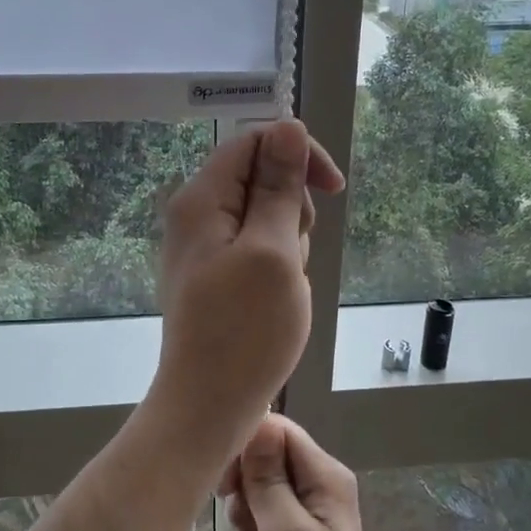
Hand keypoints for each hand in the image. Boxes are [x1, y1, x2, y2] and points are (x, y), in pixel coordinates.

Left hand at [151, 120, 343, 456]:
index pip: (254, 142)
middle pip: (261, 179)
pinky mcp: (217, 275)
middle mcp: (197, 215)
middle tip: (290, 256)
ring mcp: (205, 248)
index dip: (298, 154)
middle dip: (292, 210)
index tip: (333, 189)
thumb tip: (287, 125)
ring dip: (288, 244)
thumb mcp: (273, 250)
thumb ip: (279, 186)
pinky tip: (277, 299)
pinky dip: (278, 268)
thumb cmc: (245, 330)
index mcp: (201, 199)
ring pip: (267, 218)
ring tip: (282, 286)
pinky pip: (259, 251)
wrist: (210, 405)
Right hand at [220, 416, 395, 530]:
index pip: (277, 430)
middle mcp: (317, 487)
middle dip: (243, 493)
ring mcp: (304, 515)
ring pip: (255, 494)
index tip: (228, 485)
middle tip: (246, 527)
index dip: (247, 449)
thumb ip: (269, 478)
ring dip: (243, 523)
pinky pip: (257, 523)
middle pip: (263, 460)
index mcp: (325, 476)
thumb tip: (258, 422)